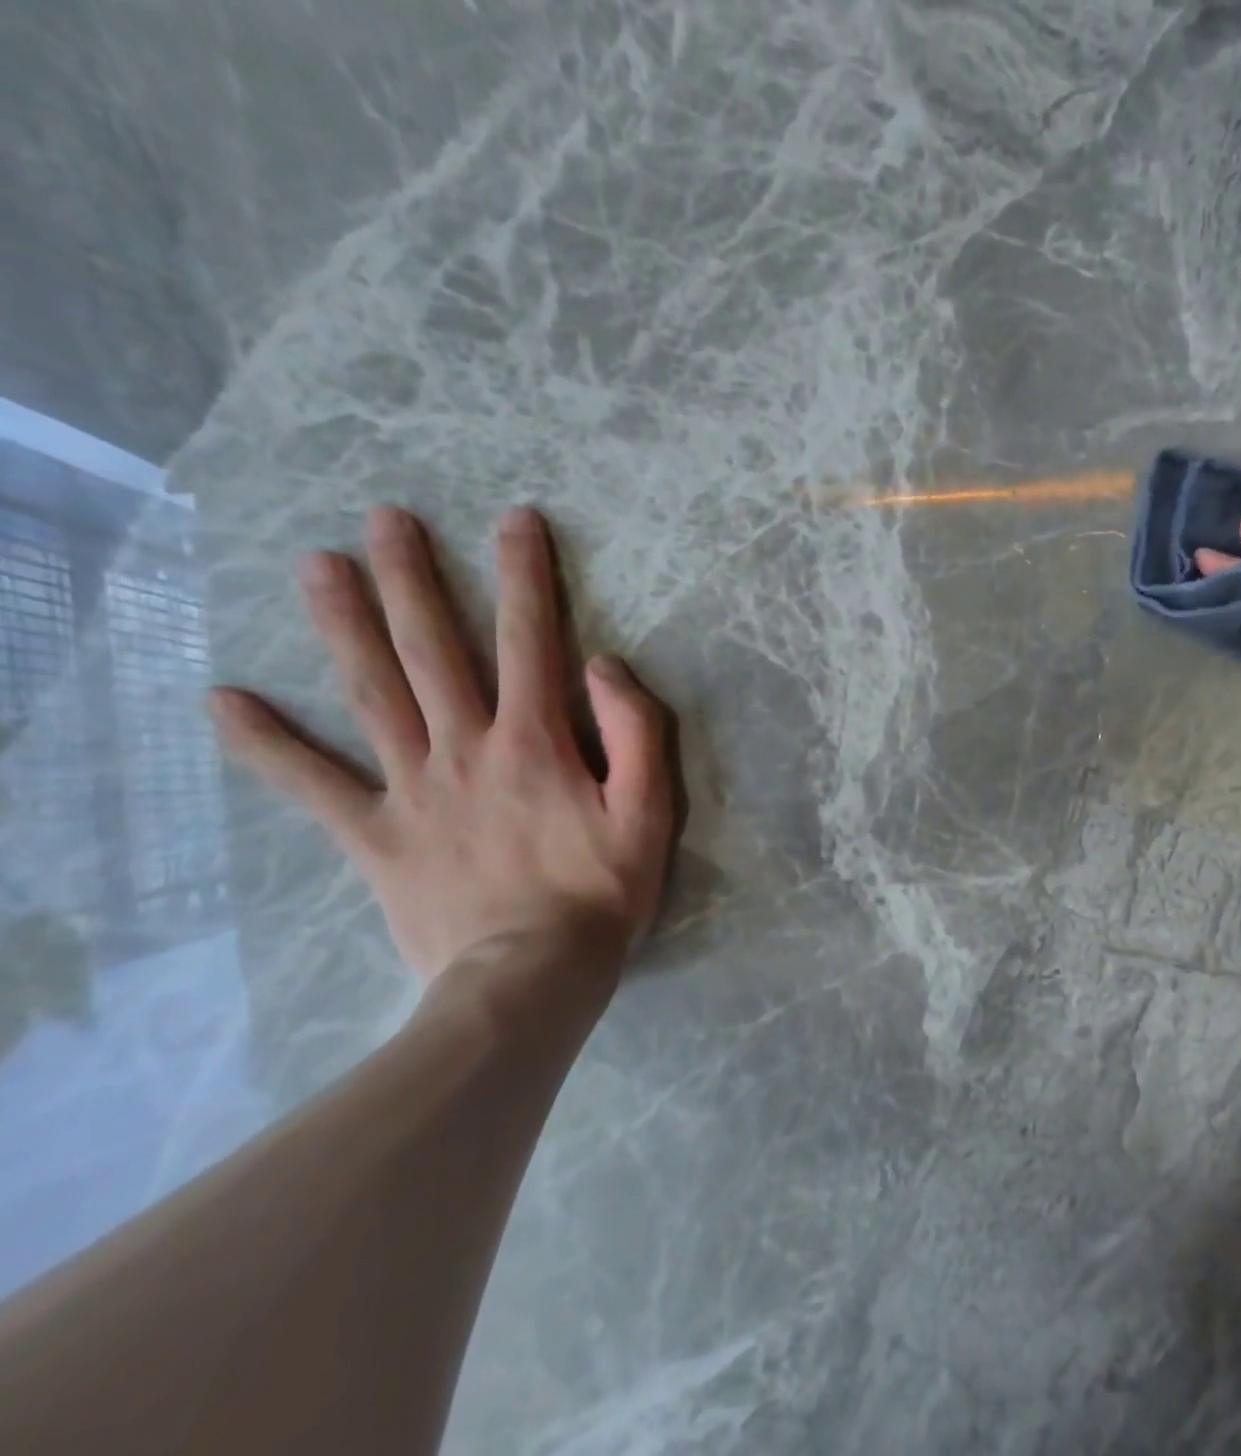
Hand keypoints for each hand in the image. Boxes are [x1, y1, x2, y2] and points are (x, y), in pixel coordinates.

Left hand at [208, 506, 674, 982]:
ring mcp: (411, 790)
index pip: (531, 640)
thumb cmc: (601, 891)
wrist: (530, 976)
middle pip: (432, 650)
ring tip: (317, 567)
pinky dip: (267, 745)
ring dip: (343, 626)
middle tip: (385, 519)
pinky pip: (313, 785)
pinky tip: (224, 702)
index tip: (515, 520)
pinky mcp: (375, 836)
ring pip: (371, 694)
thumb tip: (604, 665)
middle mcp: (464, 749)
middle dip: (413, 579)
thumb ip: (636, 733)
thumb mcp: (650, 812)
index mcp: (535, 742)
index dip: (526, 576)